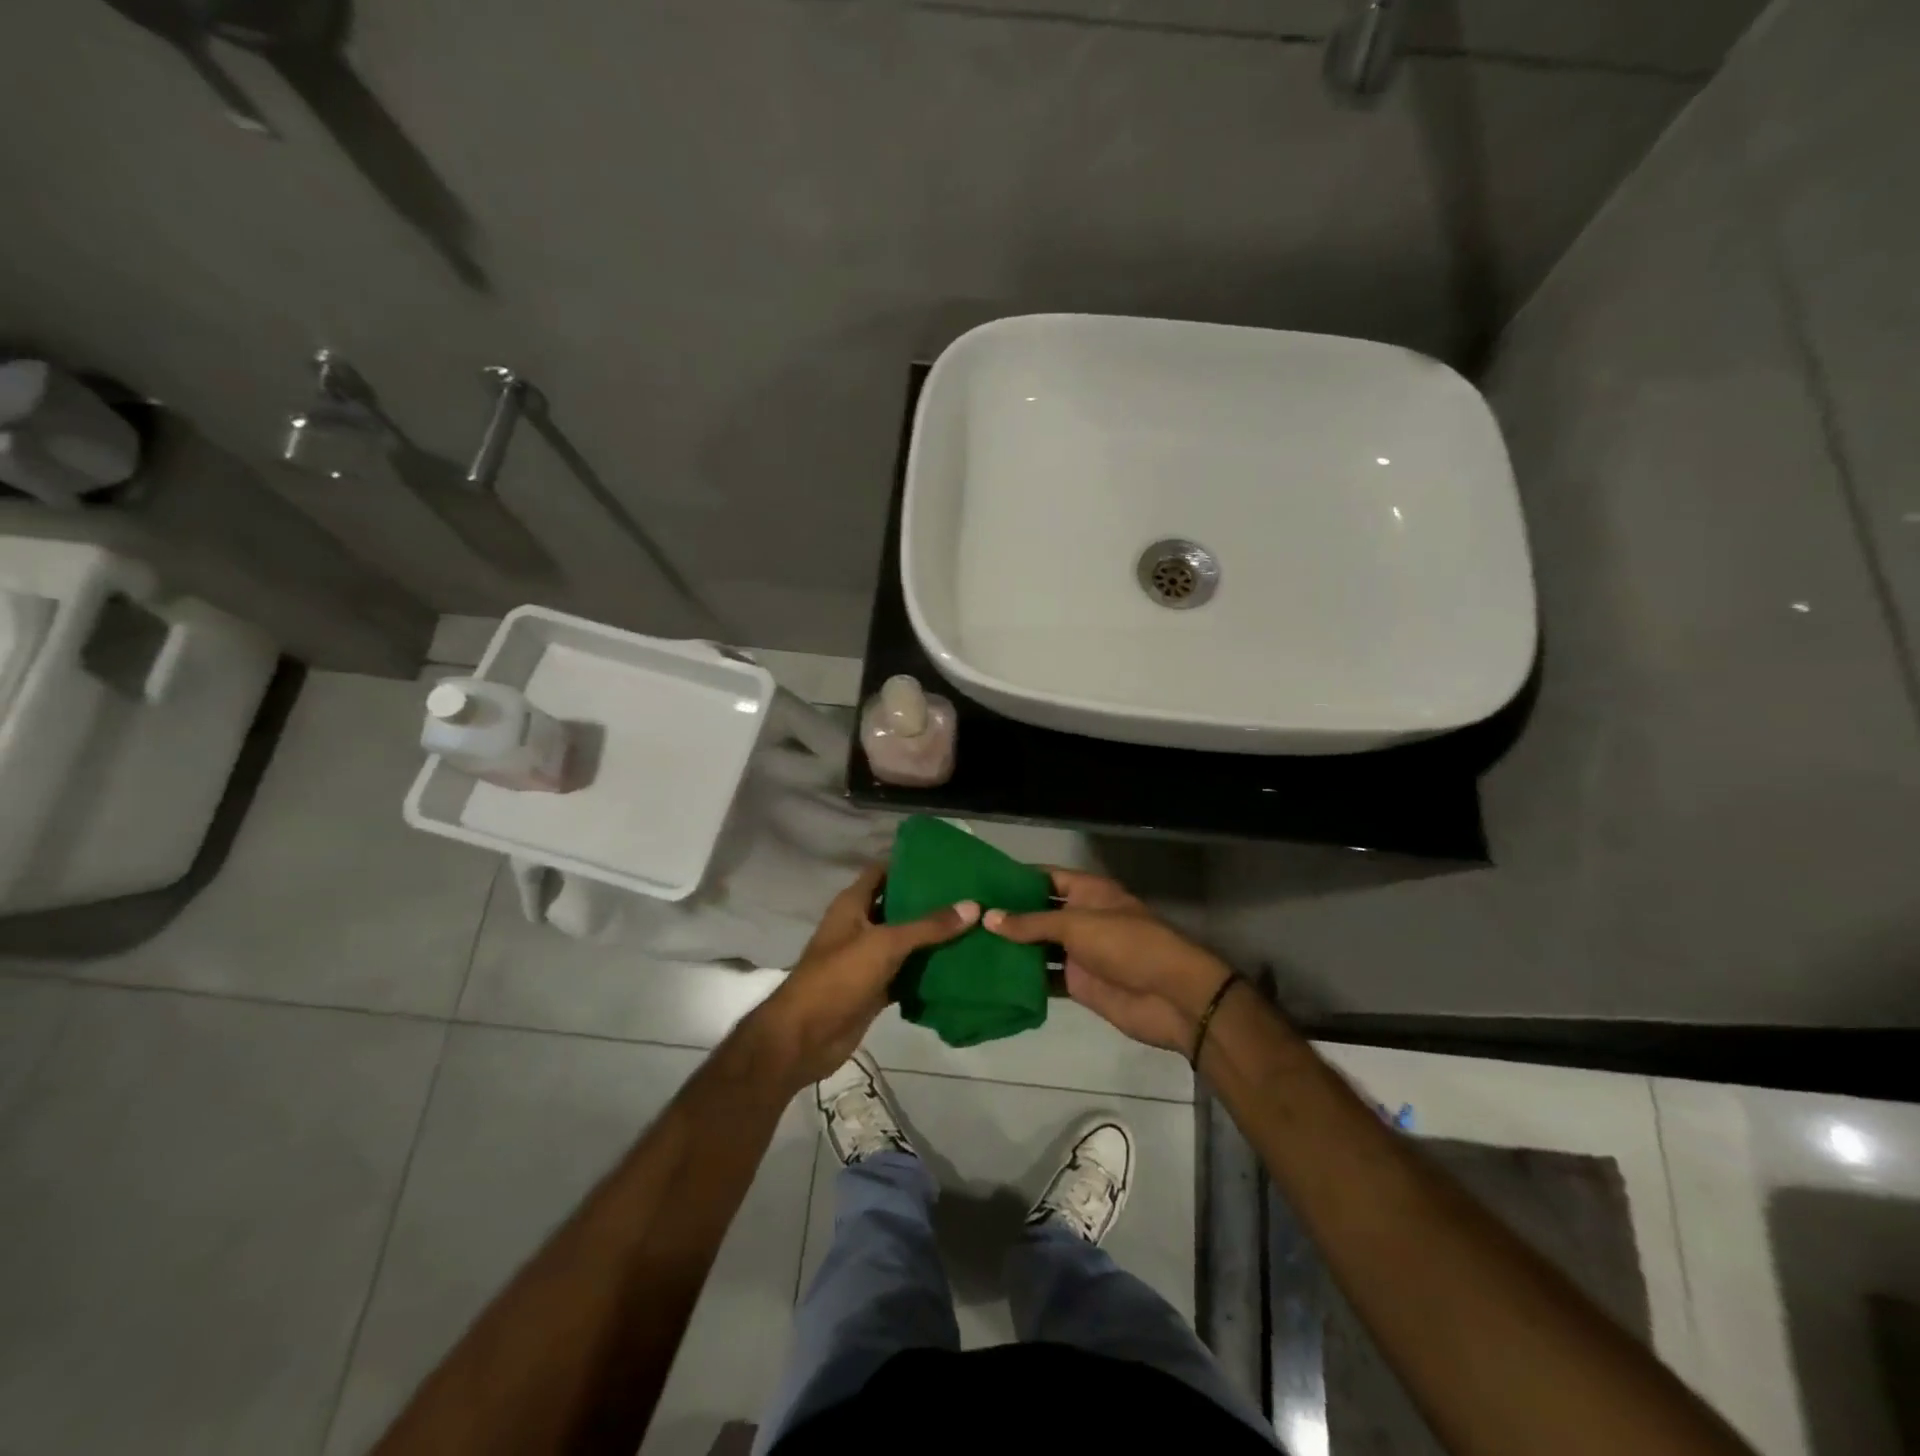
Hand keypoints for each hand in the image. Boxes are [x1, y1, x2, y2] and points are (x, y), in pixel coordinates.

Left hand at [748, 864, 977, 1090]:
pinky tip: (959, 963)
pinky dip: (927, 969)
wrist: (805, 1038)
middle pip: (897, 905)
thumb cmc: (839, 977)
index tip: (946, 860)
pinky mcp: (875, 987)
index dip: (909, 863)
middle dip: (929, 900)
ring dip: (932, 936)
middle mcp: (859, 926)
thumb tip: (973, 906)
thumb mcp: (885, 944)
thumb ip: (928, 926)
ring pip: (905, 940)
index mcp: (852, 904)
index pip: (882, 871)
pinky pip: (906, 972)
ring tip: (973, 922)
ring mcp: (867, 958)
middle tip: (969, 892)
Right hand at [985, 868, 1229, 1054]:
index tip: (978, 882)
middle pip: (1038, 913)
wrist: (1171, 997)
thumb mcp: (1077, 925)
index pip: (1045, 877)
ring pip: (1039, 946)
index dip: (1015, 879)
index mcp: (1088, 892)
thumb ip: (1032, 923)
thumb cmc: (1126, 945)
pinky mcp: (1078, 983)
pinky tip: (991, 978)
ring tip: (968, 946)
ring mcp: (1080, 952)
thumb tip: (987, 917)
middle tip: (964, 917)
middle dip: (1007, 916)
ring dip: (1012, 948)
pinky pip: (1045, 977)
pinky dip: (1024, 978)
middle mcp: (1081, 917)